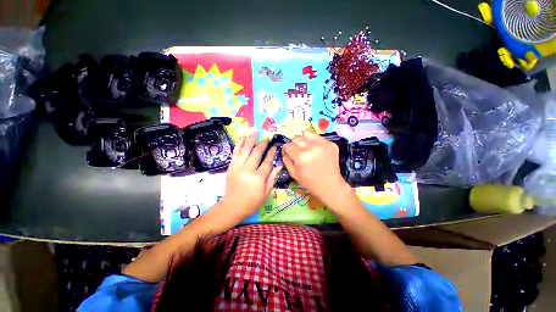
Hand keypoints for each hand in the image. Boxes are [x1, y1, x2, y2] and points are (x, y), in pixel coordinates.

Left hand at [221, 131, 281, 218]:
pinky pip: (235, 152)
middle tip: (266, 137)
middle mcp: (248, 169)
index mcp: (259, 177)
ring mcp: (238, 167)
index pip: (267, 161)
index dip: (271, 152)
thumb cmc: (252, 202)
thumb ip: (273, 178)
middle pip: (256, 153)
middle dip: (262, 144)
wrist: (232, 206)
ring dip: (250, 139)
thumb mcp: (266, 193)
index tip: (275, 146)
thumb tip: (280, 165)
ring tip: (254, 130)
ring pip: (245, 149)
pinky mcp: (231, 166)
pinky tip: (241, 135)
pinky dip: (238, 142)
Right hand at [282, 130, 351, 207]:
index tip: (287, 152)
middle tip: (298, 152)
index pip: (288, 145)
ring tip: (307, 147)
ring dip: (304, 140)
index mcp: (301, 156)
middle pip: (297, 138)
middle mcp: (311, 147)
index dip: (286, 149)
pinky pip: (318, 137)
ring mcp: (323, 144)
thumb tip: (284, 150)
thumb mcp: (293, 173)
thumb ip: (286, 160)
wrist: (330, 185)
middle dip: (294, 144)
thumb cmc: (309, 182)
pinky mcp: (331, 143)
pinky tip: (317, 151)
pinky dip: (315, 142)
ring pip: (307, 133)